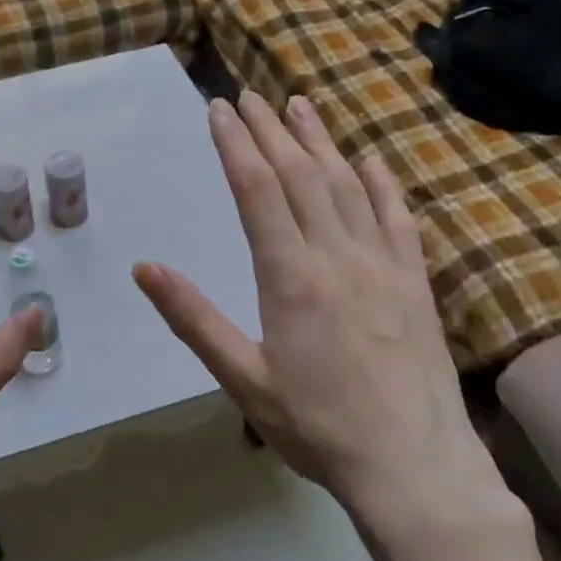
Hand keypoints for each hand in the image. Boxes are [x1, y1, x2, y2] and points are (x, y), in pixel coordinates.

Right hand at [134, 92, 511, 520]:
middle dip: (270, 131)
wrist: (413, 464)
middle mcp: (338, 255)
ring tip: (300, 106)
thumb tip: (145, 269)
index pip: (257, 190)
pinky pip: (397, 217)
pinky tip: (368, 160)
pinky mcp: (414, 281)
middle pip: (300, 175)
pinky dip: (380, 182)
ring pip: (347, 185)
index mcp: (291, 276)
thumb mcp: (243, 379)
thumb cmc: (318, 427)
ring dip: (320, 141)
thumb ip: (194, 319)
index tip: (219, 109)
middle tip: (250, 96)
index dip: (236, 145)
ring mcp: (383, 263)